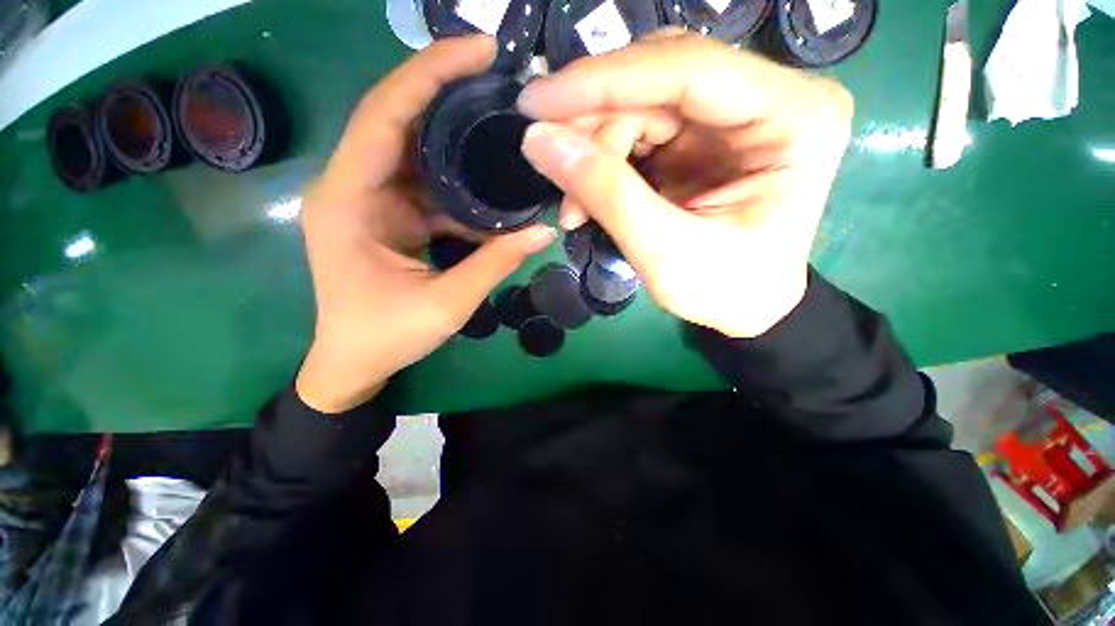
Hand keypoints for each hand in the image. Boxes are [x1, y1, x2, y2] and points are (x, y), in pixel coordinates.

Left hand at [297, 37, 555, 412]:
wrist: (355, 363)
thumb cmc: (386, 337)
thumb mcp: (446, 303)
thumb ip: (495, 263)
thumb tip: (543, 232)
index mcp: (349, 200)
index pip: (384, 116)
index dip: (429, 75)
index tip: (478, 50)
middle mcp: (353, 188)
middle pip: (399, 121)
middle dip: (446, 91)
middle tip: (499, 75)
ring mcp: (371, 201)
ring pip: (417, 153)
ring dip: (457, 140)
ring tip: (502, 123)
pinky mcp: (389, 217)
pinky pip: (427, 186)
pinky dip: (459, 185)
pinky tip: (490, 186)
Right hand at [518, 33, 852, 338]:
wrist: (748, 307)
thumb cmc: (727, 291)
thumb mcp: (666, 254)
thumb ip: (607, 195)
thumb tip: (539, 140)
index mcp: (793, 117)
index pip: (687, 71)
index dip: (603, 82)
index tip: (536, 103)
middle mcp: (770, 97)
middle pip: (659, 83)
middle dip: (592, 123)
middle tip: (545, 156)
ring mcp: (734, 114)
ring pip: (642, 105)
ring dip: (594, 151)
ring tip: (571, 205)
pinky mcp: (704, 136)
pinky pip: (640, 131)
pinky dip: (604, 162)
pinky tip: (585, 198)